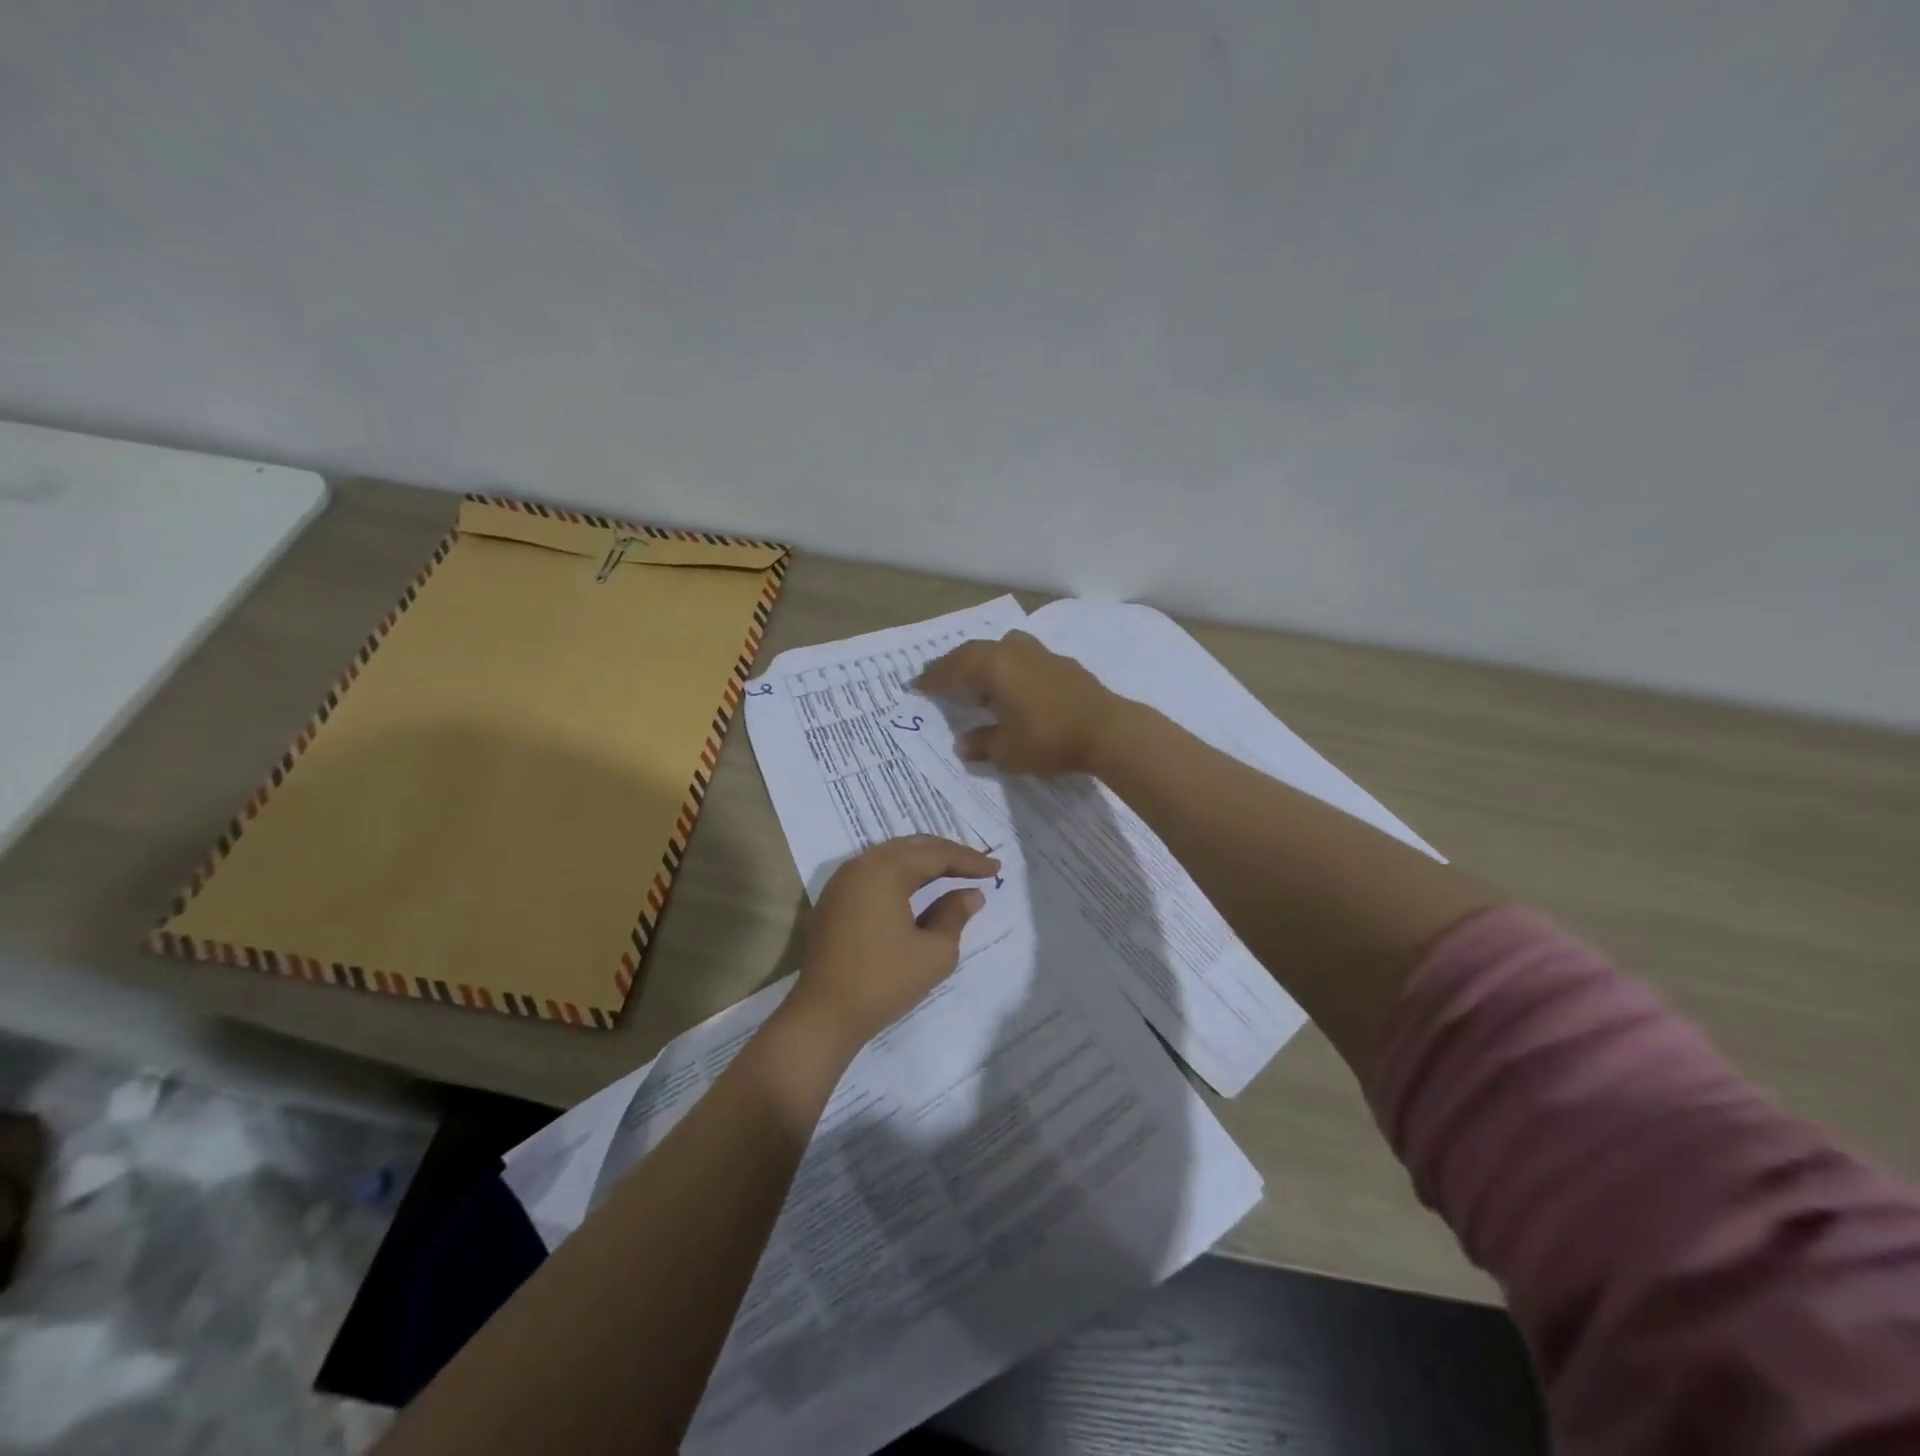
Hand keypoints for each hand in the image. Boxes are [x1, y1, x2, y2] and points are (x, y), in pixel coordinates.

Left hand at [786, 835, 998, 1052]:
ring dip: (923, 862)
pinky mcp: (834, 900)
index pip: (936, 854)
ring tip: (952, 872)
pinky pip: (874, 872)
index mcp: (885, 869)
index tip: (996, 869)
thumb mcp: (934, 952)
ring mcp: (842, 881)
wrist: (824, 1015)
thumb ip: (955, 915)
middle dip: (946, 853)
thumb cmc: (884, 981)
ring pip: (891, 857)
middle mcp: (861, 865)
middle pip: (912, 847)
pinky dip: (901, 875)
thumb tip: (970, 894)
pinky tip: (918, 889)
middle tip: (977, 865)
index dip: (969, 860)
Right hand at [914, 631, 1116, 775]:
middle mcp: (1015, 652)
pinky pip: (1025, 658)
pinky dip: (1011, 668)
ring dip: (986, 661)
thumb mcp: (1008, 750)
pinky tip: (1014, 686)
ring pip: (1004, 648)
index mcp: (994, 667)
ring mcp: (1042, 654)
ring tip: (978, 679)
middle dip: (955, 664)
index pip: (954, 668)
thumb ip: (982, 743)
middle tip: (940, 677)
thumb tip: (964, 744)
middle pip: (976, 651)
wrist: (1107, 730)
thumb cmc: (1048, 739)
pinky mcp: (1064, 664)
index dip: (934, 678)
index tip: (916, 685)